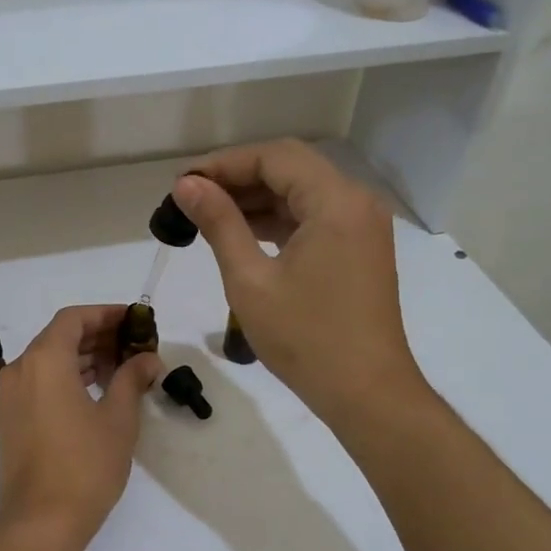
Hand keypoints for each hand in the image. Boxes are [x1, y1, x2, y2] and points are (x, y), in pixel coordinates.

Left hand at [0, 305, 160, 550]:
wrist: (40, 521)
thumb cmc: (85, 465)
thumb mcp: (118, 419)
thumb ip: (132, 380)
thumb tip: (148, 359)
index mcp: (44, 361)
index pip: (73, 319)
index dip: (105, 314)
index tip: (133, 320)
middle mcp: (19, 369)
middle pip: (58, 337)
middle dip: (96, 336)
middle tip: (132, 344)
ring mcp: (9, 395)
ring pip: (46, 360)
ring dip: (80, 357)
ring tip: (119, 366)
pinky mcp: (9, 418)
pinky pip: (37, 382)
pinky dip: (64, 377)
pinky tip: (93, 390)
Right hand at [173, 141, 430, 431]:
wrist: (366, 393)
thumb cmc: (305, 338)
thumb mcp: (250, 279)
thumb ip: (219, 223)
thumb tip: (187, 185)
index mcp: (336, 202)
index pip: (274, 157)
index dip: (224, 164)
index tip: (183, 184)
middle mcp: (356, 202)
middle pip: (290, 168)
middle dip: (238, 178)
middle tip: (191, 199)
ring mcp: (361, 226)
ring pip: (301, 193)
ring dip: (256, 199)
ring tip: (208, 216)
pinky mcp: (359, 249)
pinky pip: (314, 218)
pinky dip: (278, 220)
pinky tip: (242, 234)